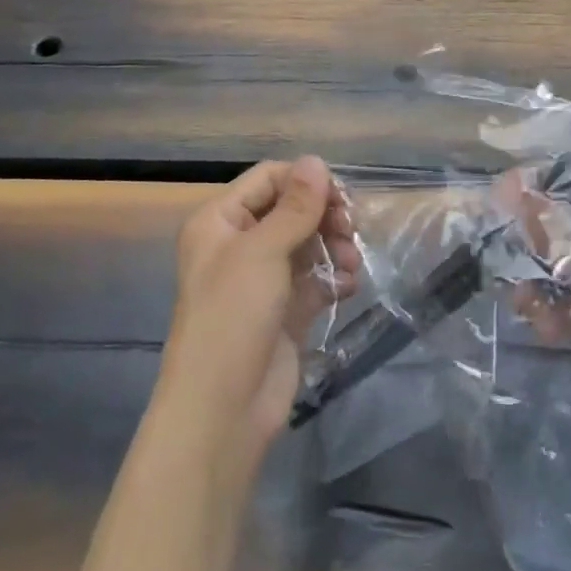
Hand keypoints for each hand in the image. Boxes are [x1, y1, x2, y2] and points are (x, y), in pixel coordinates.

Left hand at [157, 156, 359, 462]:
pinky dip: (333, 277)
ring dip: (334, 247)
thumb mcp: (263, 252)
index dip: (305, 181)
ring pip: (307, 244)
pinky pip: (314, 279)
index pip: (268, 179)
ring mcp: (262, 279)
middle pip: (291, 210)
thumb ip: (295, 206)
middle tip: (349, 230)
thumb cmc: (232, 317)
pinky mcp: (283, 310)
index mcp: (219, 221)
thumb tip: (316, 161)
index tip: (340, 197)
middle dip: (324, 216)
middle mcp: (238, 244)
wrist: (222, 410)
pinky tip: (349, 286)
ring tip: (351, 263)